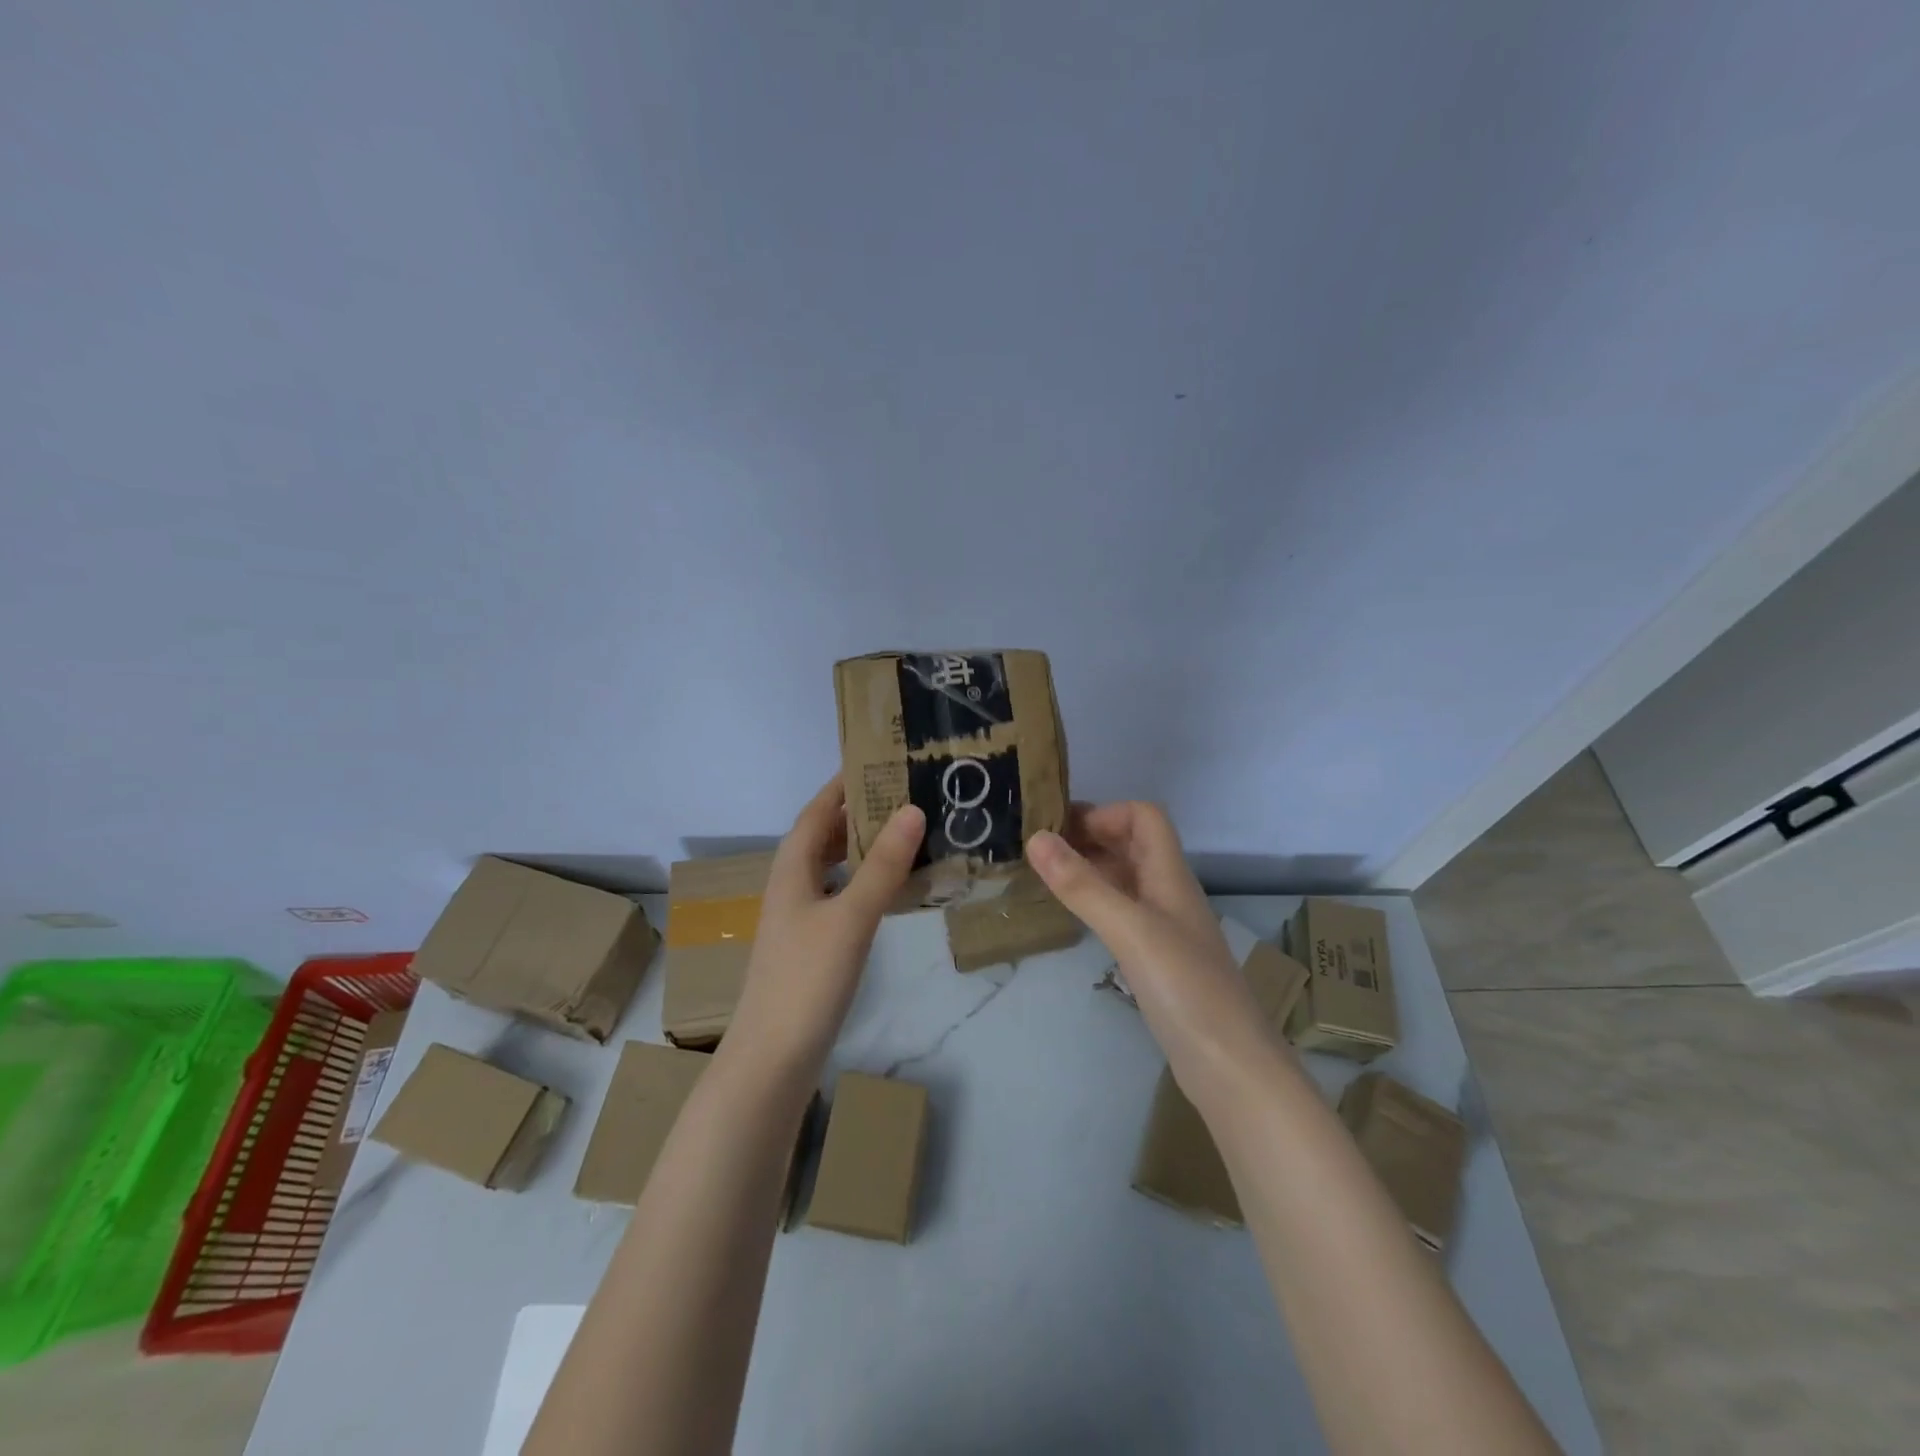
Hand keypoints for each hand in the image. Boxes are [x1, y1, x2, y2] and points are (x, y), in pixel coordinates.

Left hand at [721, 775, 925, 1086]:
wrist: (773, 1059)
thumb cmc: (806, 980)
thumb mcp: (850, 917)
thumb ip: (881, 866)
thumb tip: (912, 809)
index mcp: (791, 869)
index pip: (816, 810)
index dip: (842, 784)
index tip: (879, 759)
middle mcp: (792, 885)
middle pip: (823, 835)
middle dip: (858, 810)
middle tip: (906, 792)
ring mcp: (800, 918)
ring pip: (833, 866)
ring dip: (862, 846)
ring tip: (907, 831)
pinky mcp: (813, 944)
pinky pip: (841, 895)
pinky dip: (865, 880)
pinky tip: (892, 888)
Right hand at [1027, 803, 1282, 1102]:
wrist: (1230, 1066)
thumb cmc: (1185, 988)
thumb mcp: (1130, 930)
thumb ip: (1083, 885)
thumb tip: (1036, 838)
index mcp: (1170, 875)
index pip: (1144, 817)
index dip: (1105, 814)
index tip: (1059, 830)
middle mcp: (1169, 893)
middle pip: (1133, 844)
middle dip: (1090, 836)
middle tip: (1040, 850)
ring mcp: (1165, 927)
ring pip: (1126, 879)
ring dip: (1091, 868)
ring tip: (1046, 877)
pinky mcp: (1158, 959)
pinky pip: (1123, 912)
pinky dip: (1097, 902)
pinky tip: (1074, 916)